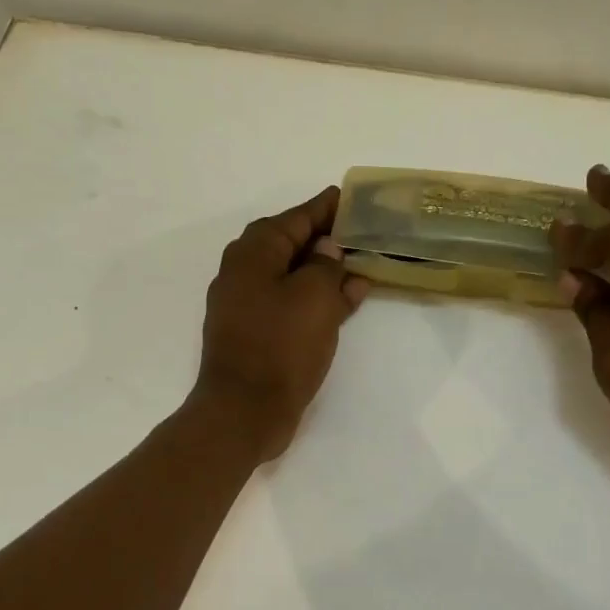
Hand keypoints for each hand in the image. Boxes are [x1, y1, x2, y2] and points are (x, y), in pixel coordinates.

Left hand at [192, 186, 370, 461]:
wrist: (245, 411)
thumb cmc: (280, 346)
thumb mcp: (314, 297)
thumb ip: (326, 265)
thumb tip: (327, 249)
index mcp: (253, 253)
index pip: (296, 218)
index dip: (326, 208)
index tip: (352, 197)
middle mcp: (244, 273)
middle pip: (292, 245)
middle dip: (327, 239)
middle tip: (362, 232)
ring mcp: (248, 306)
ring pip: (294, 277)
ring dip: (327, 272)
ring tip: (364, 266)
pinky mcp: (257, 335)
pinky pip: (291, 305)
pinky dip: (318, 300)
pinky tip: (349, 301)